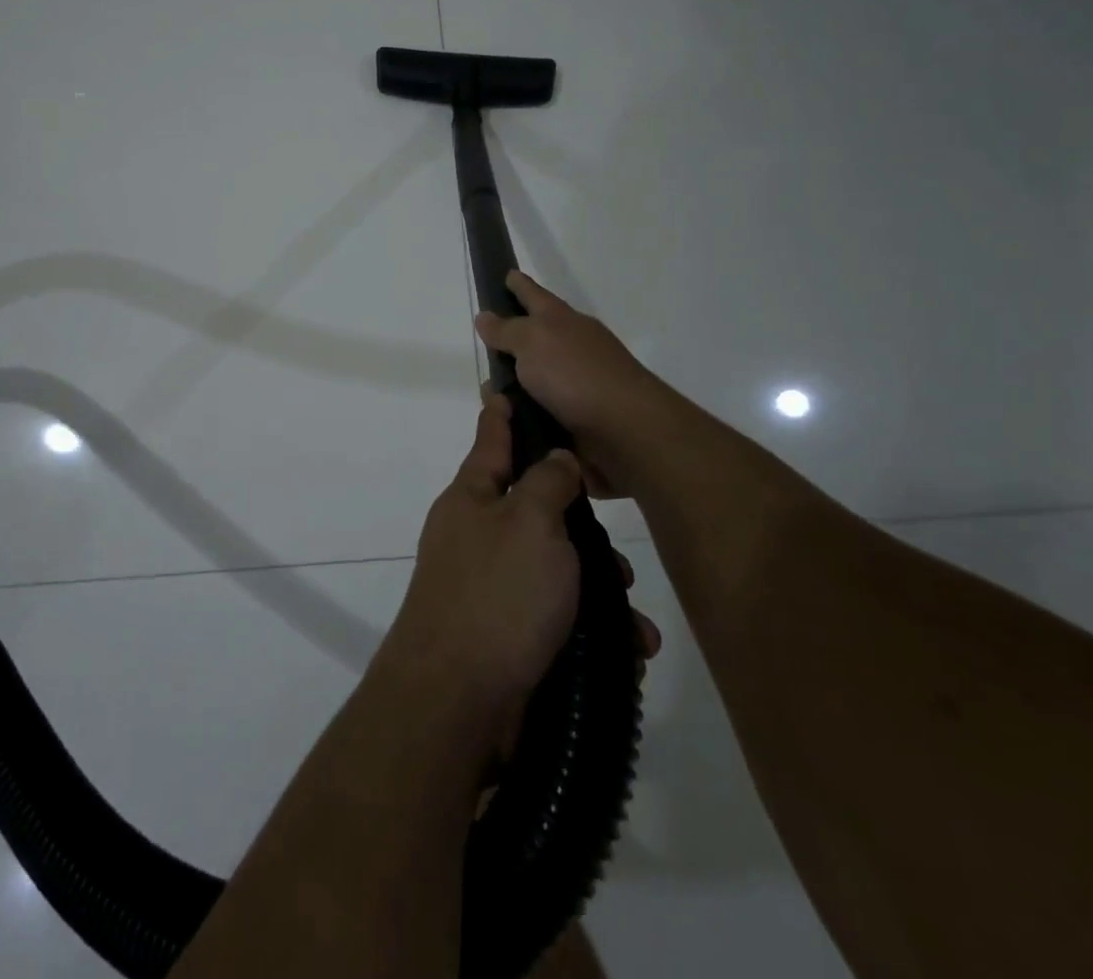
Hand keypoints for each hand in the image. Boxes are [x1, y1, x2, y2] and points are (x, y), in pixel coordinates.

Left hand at [375, 390, 659, 761]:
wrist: (458, 703)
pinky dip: (591, 631)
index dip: (501, 415)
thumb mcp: (530, 522)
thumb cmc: (497, 594)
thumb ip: (547, 482)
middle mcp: (476, 537)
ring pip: (555, 571)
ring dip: (597, 590)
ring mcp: (489, 589)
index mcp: (472, 499)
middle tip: (617, 551)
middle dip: (581, 530)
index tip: (502, 389)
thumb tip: (555, 458)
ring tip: (634, 619)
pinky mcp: (507, 637)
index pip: (490, 441)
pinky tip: (627, 651)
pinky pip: (558, 619)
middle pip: (535, 511)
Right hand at [474, 271, 670, 489]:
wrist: (625, 430)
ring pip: (532, 380)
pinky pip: (537, 413)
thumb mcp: (533, 341)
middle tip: (482, 347)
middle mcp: (571, 349)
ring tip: (487, 396)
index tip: (507, 275)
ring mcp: (575, 385)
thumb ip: (507, 330)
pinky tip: (504, 423)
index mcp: (563, 321)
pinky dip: (521, 416)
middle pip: (534, 338)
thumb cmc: (576, 375)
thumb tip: (486, 317)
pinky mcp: (576, 420)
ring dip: (510, 387)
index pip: (535, 295)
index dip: (520, 285)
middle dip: (509, 343)